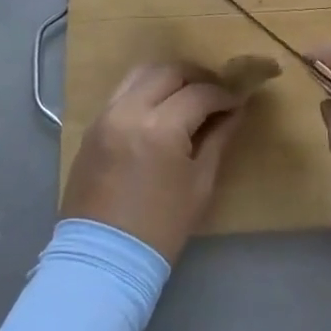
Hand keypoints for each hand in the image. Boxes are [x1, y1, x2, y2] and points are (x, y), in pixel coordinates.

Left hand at [61, 62, 246, 263]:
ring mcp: (106, 115)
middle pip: (169, 72)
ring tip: (187, 94)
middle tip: (215, 92)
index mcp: (160, 127)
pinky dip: (144, 90)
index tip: (237, 101)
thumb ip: (219, 139)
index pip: (199, 93)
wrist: (103, 258)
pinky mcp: (93, 126)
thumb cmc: (161, 227)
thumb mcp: (200, 183)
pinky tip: (160, 108)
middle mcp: (129, 110)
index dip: (224, 94)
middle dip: (197, 77)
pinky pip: (122, 92)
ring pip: (141, 73)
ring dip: (168, 77)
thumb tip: (236, 111)